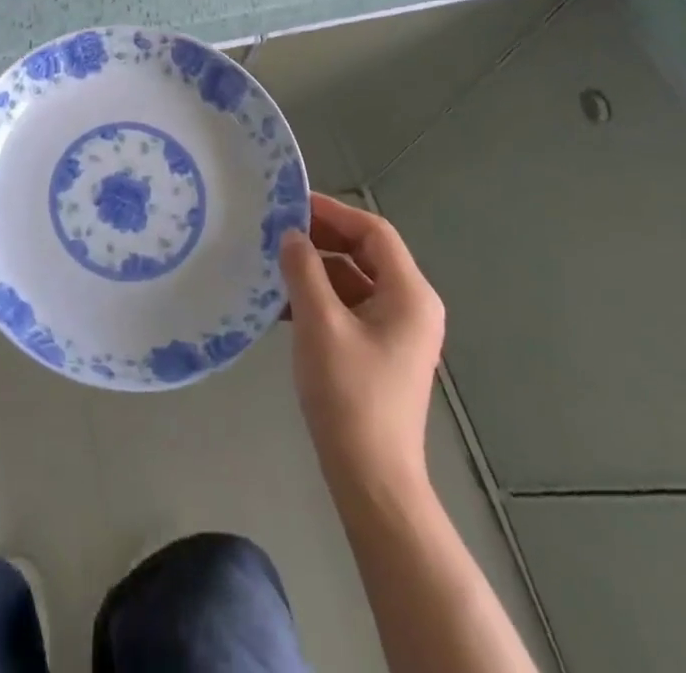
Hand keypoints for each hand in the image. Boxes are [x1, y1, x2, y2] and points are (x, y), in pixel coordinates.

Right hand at [280, 193, 445, 489]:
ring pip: (354, 280)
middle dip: (322, 238)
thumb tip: (291, 235)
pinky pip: (350, 308)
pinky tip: (283, 304)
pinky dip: (320, 298)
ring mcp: (398, 331)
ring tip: (274, 263)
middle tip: (278, 230)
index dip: (333, 212)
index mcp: (409, 294)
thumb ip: (304, 269)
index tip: (292, 204)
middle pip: (365, 253)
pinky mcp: (381, 352)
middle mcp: (411, 305)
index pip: (374, 232)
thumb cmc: (350, 395)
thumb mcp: (319, 323)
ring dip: (316, 269)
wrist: (372, 480)